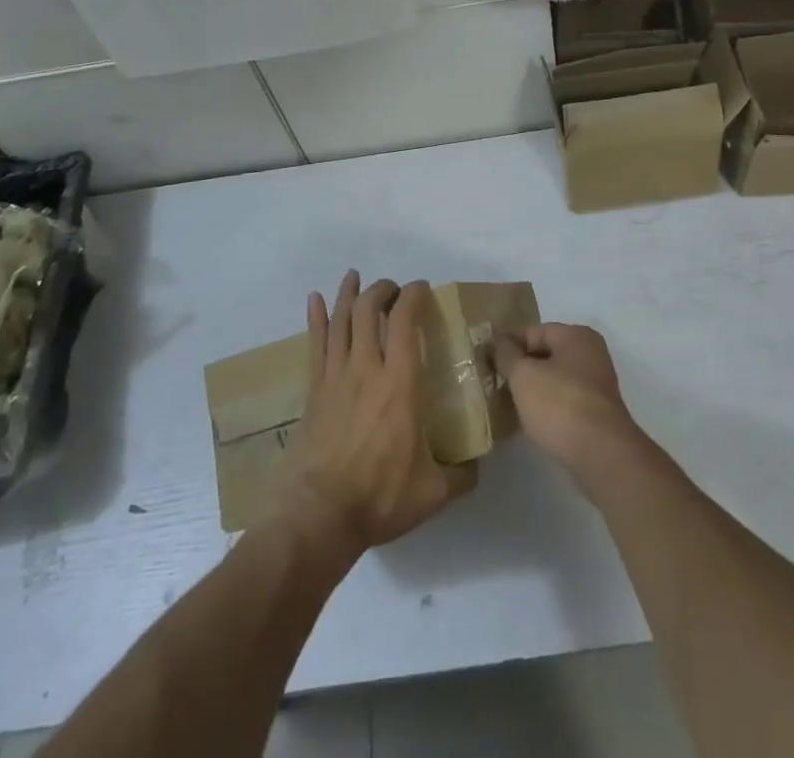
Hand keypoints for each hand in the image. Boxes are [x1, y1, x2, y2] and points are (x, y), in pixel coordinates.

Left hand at [273, 271, 475, 556]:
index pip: (405, 321)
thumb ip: (461, 474)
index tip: (422, 288)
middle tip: (394, 289)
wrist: (318, 516)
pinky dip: (316, 318)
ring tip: (355, 277)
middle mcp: (366, 369)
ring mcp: (335, 377)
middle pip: (368, 310)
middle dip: (382, 290)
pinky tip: (315, 299)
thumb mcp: (433, 492)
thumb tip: (480, 464)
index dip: (413, 296)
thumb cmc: (379, 498)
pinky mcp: (313, 392)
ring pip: (340, 321)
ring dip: (349, 294)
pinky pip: (314, 345)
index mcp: (400, 383)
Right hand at [494, 323, 644, 480]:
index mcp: (576, 336)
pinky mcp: (598, 413)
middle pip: (546, 353)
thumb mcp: (523, 375)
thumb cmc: (560, 405)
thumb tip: (496, 342)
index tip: (487, 360)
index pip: (534, 331)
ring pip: (555, 378)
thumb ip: (506, 354)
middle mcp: (591, 353)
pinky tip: (532, 419)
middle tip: (497, 381)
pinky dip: (548, 405)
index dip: (508, 343)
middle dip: (521, 366)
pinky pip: (565, 400)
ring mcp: (597, 384)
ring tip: (510, 401)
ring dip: (534, 387)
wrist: (601, 455)